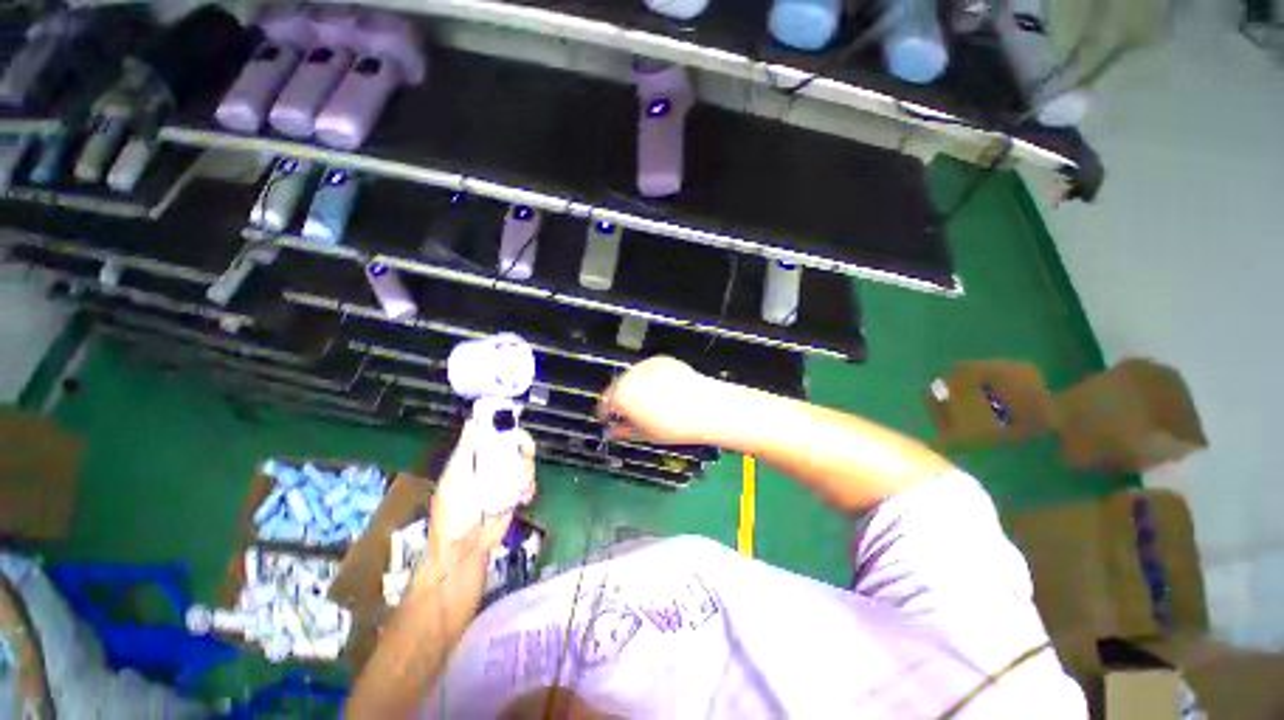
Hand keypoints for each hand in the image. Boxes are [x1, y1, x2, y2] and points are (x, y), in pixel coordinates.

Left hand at [427, 421, 536, 557]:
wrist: (464, 548)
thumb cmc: (453, 512)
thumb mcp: (455, 477)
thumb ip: (465, 450)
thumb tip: (472, 422)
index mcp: (475, 458)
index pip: (495, 434)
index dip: (508, 428)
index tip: (515, 430)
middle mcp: (491, 465)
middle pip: (516, 446)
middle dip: (523, 449)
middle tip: (525, 455)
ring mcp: (504, 481)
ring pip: (525, 464)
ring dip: (525, 472)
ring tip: (517, 485)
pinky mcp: (515, 495)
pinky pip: (529, 484)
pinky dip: (529, 488)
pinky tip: (523, 496)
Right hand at [597, 356, 721, 444]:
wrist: (706, 407)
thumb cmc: (674, 426)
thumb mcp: (645, 435)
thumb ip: (622, 432)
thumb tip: (611, 431)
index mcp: (620, 396)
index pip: (604, 404)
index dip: (606, 415)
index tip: (611, 420)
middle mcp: (629, 376)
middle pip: (617, 388)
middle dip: (621, 400)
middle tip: (632, 413)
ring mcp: (645, 365)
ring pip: (632, 378)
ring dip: (635, 388)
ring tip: (651, 402)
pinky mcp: (661, 359)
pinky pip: (648, 370)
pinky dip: (650, 379)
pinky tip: (663, 391)